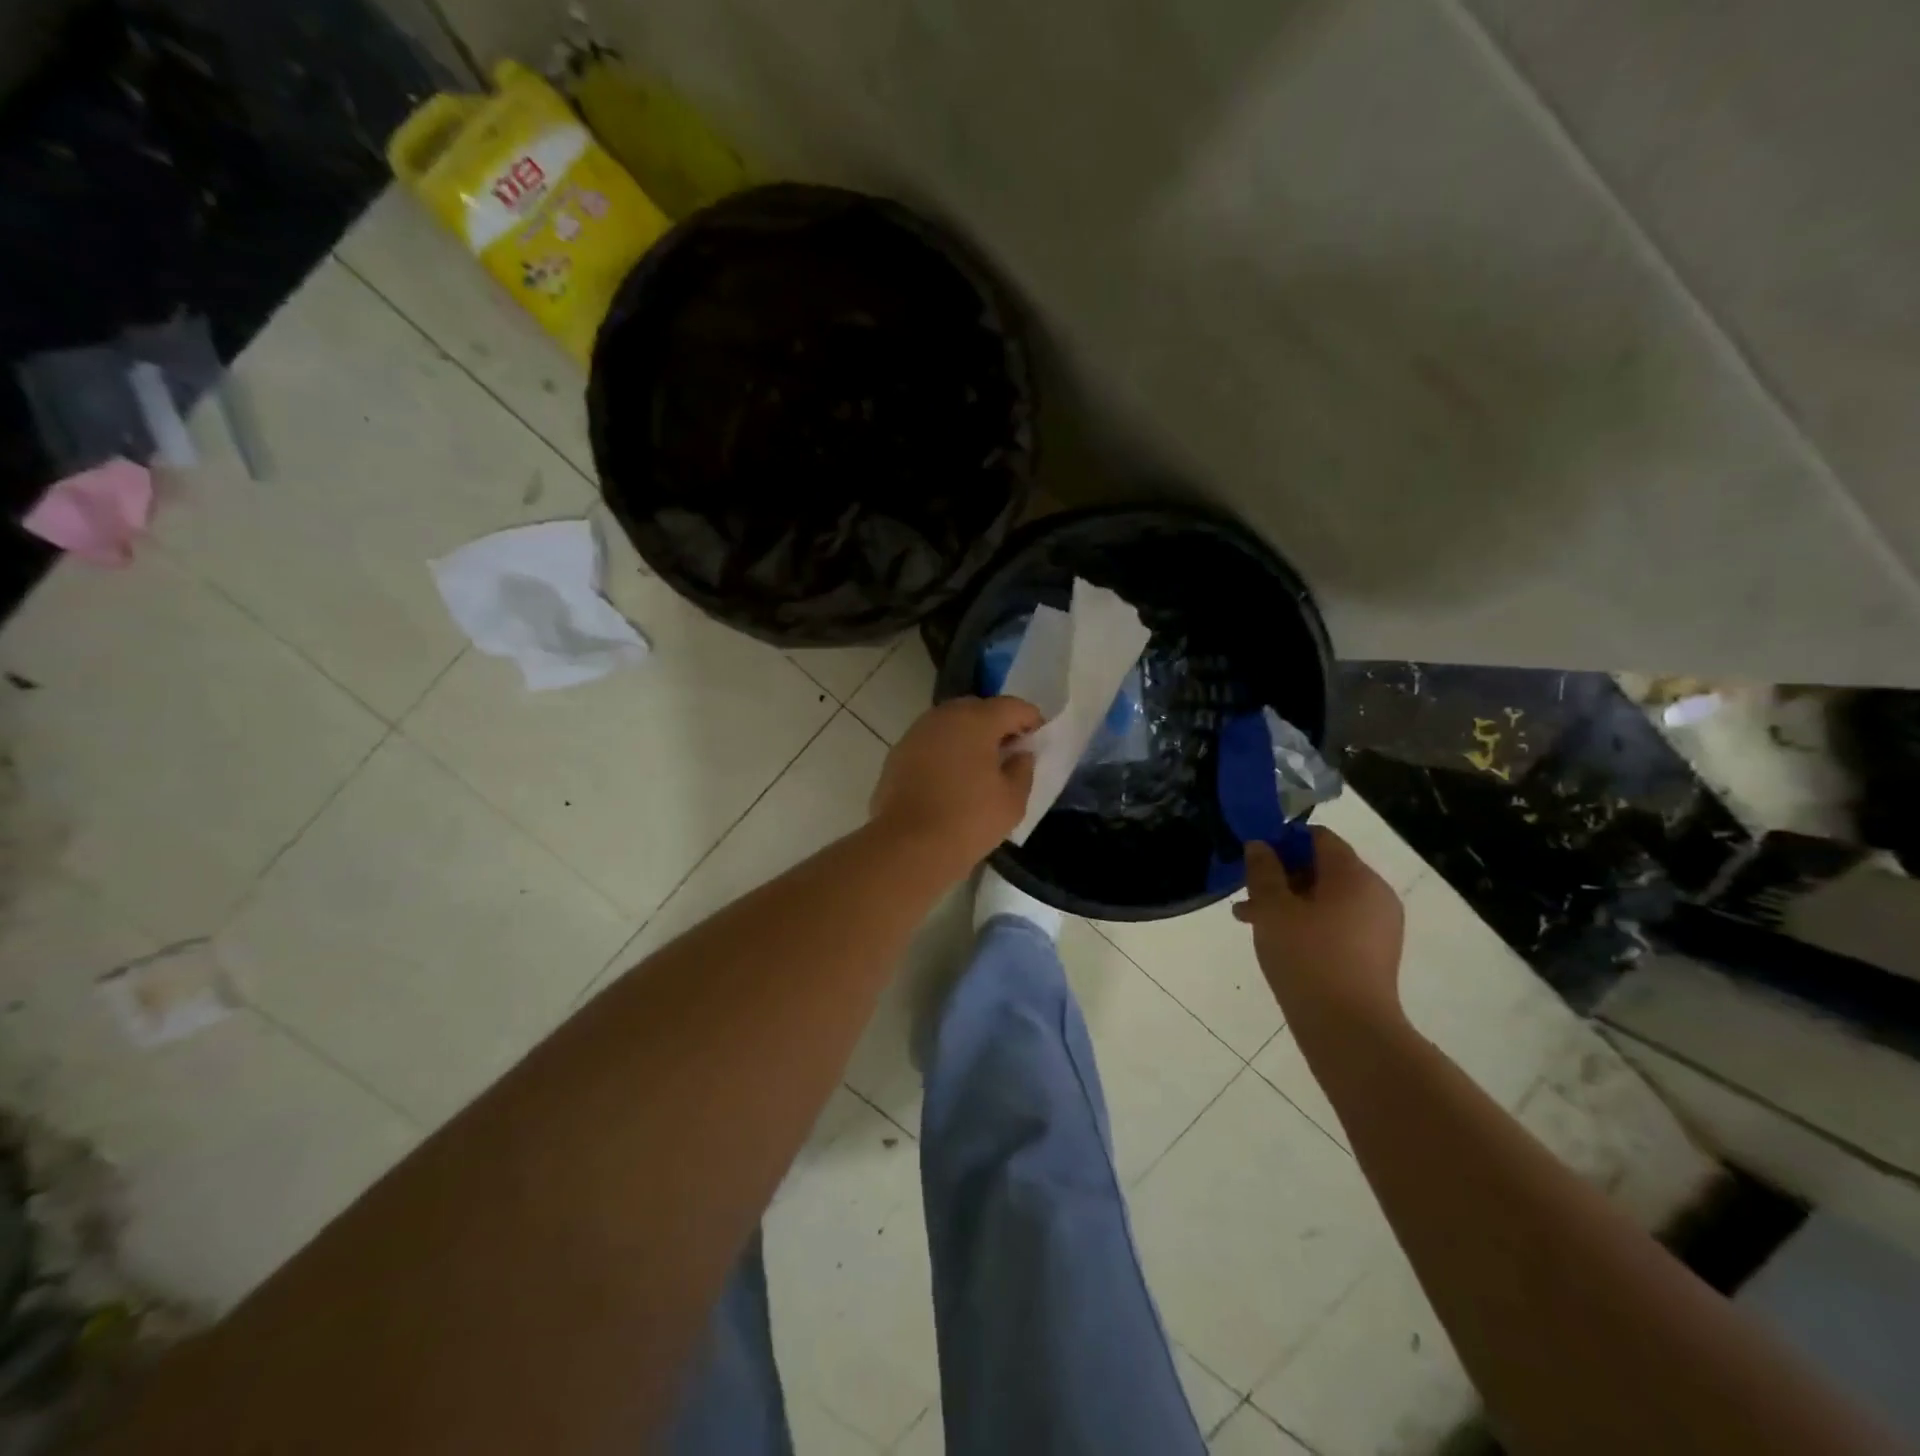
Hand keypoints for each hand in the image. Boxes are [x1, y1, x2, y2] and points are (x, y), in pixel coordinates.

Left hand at [870, 696, 1042, 880]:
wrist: (908, 846)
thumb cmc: (968, 820)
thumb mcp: (1013, 800)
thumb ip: (1023, 768)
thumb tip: (1019, 753)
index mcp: (976, 720)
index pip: (1013, 706)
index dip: (1031, 720)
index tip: (1037, 742)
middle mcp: (944, 716)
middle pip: (979, 709)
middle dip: (998, 725)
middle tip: (1009, 753)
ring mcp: (916, 733)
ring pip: (951, 724)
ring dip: (968, 737)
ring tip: (979, 767)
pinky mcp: (898, 753)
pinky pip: (931, 742)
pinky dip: (945, 752)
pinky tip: (950, 779)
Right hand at [1234, 828, 1405, 1028]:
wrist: (1348, 1029)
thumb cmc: (1306, 958)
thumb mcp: (1272, 909)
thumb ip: (1263, 871)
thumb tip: (1260, 845)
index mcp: (1354, 875)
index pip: (1319, 837)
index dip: (1283, 841)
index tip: (1255, 860)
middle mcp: (1375, 892)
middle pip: (1324, 867)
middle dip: (1283, 876)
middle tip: (1248, 895)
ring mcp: (1380, 925)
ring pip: (1328, 898)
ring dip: (1291, 902)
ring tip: (1253, 922)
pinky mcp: (1376, 952)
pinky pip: (1339, 922)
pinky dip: (1310, 923)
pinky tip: (1280, 942)